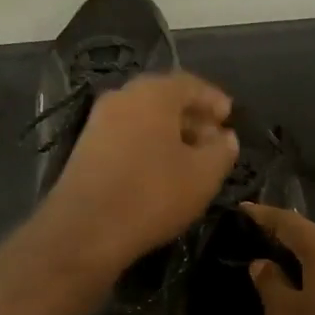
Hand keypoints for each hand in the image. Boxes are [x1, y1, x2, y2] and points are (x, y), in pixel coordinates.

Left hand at [46, 72, 238, 273]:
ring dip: (170, 134)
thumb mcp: (204, 175)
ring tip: (190, 159)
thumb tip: (225, 138)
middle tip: (213, 141)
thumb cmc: (152, 194)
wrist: (84, 229)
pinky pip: (126, 136)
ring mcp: (99, 121)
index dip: (214, 100)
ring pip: (144, 118)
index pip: (191, 84)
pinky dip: (147, 145)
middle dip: (192, 117)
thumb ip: (222, 151)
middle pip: (164, 99)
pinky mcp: (85, 147)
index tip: (229, 119)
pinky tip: (159, 171)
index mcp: (153, 93)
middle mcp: (122, 97)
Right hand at [242, 203, 314, 314]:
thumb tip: (262, 263)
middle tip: (256, 241)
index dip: (263, 215)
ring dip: (303, 261)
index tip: (243, 209)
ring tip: (277, 268)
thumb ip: (271, 285)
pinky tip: (306, 293)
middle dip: (284, 237)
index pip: (288, 222)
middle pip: (312, 237)